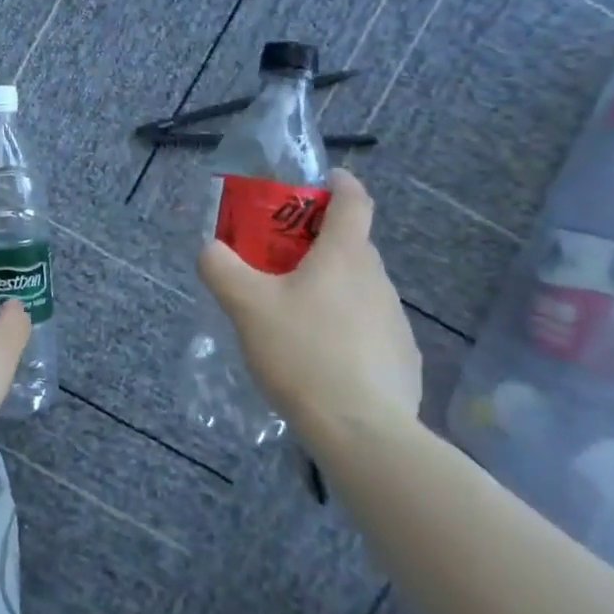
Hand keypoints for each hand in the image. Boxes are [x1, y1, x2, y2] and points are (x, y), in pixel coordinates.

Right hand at [197, 170, 421, 429]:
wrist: (361, 432)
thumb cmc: (302, 353)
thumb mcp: (246, 306)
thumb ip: (221, 268)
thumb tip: (208, 247)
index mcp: (345, 256)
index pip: (354, 201)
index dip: (340, 184)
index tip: (324, 182)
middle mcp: (377, 280)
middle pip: (352, 246)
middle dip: (319, 244)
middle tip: (280, 262)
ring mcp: (396, 321)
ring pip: (360, 288)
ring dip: (332, 289)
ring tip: (295, 319)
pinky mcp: (404, 358)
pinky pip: (370, 328)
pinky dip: (347, 329)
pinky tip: (322, 360)